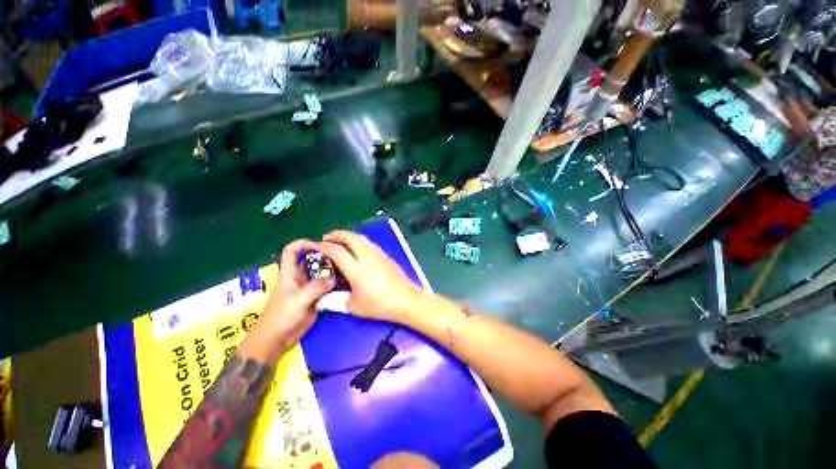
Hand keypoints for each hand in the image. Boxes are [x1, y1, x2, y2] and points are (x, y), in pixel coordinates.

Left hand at [239, 240, 333, 362]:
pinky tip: (345, 284)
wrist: (277, 339)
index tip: (319, 246)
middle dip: (325, 258)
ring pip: (321, 274)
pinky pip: (326, 288)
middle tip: (341, 258)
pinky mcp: (315, 299)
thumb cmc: (281, 316)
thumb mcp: (298, 300)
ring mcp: (309, 288)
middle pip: (312, 261)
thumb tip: (334, 278)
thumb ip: (316, 288)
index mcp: (290, 273)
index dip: (303, 244)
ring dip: (332, 272)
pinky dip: (335, 285)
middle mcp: (300, 278)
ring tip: (347, 270)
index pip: (291, 251)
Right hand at [321, 230, 423, 321]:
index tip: (317, 248)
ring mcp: (378, 254)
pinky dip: (359, 240)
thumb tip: (323, 299)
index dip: (325, 247)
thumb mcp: (354, 306)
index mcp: (356, 269)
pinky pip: (369, 242)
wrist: (406, 299)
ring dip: (348, 236)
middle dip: (336, 235)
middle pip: (350, 237)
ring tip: (340, 240)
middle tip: (327, 238)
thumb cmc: (380, 305)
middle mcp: (366, 256)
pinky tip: (357, 248)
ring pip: (361, 237)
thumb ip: (336, 301)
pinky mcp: (385, 255)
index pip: (337, 251)